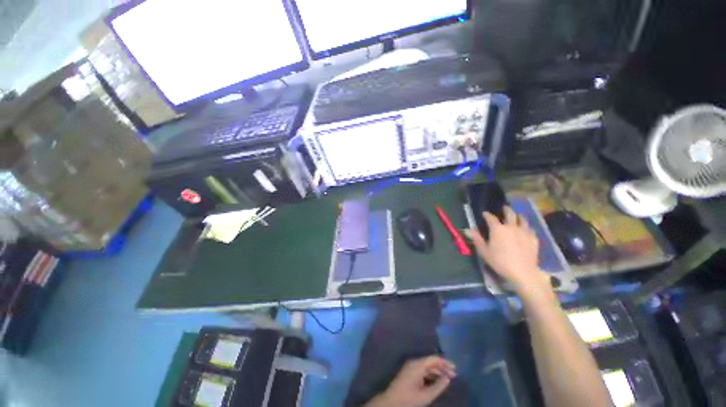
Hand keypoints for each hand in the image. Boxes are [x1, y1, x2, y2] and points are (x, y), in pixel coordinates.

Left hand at [366, 356, 455, 406]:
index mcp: (418, 365)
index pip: (433, 359)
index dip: (445, 362)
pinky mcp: (409, 372)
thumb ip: (438, 386)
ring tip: (448, 378)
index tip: (455, 368)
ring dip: (437, 371)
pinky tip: (437, 380)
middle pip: (431, 362)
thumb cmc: (409, 398)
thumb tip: (448, 378)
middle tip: (454, 375)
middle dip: (442, 367)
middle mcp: (414, 362)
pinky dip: (431, 374)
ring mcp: (411, 367)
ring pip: (427, 366)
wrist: (391, 401)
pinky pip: (422, 370)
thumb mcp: (426, 395)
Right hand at [465, 206, 548, 292]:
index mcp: (497, 229)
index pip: (491, 218)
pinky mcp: (533, 239)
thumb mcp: (484, 251)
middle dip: (506, 210)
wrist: (522, 272)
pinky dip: (527, 227)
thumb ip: (476, 239)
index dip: (487, 215)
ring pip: (523, 219)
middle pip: (510, 214)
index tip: (484, 213)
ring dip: (519, 216)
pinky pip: (531, 229)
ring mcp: (524, 232)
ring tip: (517, 216)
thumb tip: (467, 229)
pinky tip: (526, 230)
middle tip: (504, 208)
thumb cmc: (499, 261)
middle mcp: (511, 227)